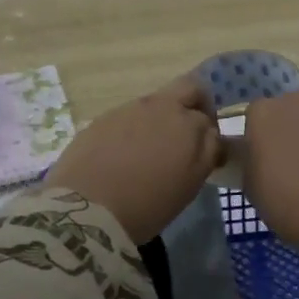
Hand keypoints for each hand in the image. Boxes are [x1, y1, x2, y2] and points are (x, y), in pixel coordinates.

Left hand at [45, 76, 222, 242]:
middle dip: (194, 104)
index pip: (208, 117)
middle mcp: (159, 106)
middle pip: (187, 89)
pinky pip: (127, 117)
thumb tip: (210, 137)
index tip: (204, 152)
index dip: (210, 134)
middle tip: (188, 135)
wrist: (88, 209)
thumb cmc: (148, 203)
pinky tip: (124, 157)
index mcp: (187, 123)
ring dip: (160, 120)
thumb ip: (206, 153)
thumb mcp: (190, 184)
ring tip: (151, 153)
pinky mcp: (101, 120)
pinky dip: (133, 130)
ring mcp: (127, 109)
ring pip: (155, 104)